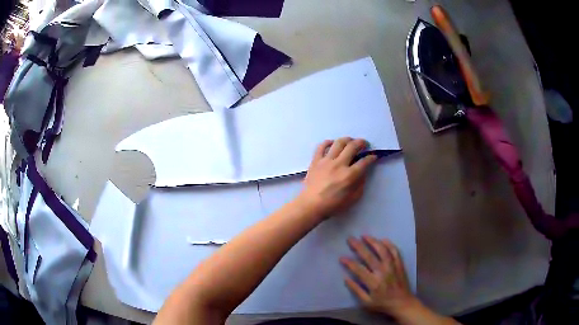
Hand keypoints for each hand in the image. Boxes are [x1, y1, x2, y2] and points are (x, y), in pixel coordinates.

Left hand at [296, 138, 376, 218]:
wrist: (311, 205)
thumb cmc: (333, 205)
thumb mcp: (353, 198)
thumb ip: (360, 184)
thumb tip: (363, 173)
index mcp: (350, 175)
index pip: (364, 161)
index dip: (371, 157)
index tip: (373, 156)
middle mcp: (339, 164)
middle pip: (353, 146)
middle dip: (362, 143)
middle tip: (364, 144)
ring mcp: (326, 161)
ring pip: (339, 143)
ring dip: (347, 139)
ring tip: (350, 141)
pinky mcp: (316, 160)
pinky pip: (321, 146)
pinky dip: (328, 142)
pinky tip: (332, 143)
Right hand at [341, 236, 417, 316]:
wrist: (402, 303)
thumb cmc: (382, 304)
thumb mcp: (366, 302)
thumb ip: (356, 290)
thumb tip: (346, 279)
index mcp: (373, 283)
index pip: (359, 270)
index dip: (349, 263)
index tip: (341, 257)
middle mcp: (383, 272)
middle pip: (369, 257)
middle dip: (358, 247)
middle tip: (350, 239)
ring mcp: (393, 267)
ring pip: (383, 251)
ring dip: (373, 242)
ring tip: (365, 236)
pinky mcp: (400, 265)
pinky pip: (395, 252)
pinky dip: (389, 245)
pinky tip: (383, 240)